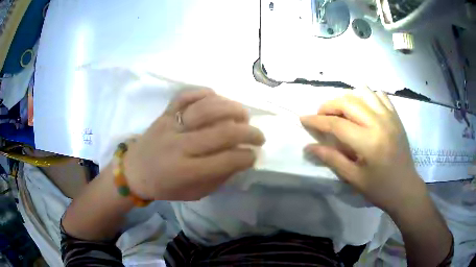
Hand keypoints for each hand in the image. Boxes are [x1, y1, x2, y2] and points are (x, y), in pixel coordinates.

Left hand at [123, 89, 264, 200]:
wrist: (134, 171)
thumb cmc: (165, 186)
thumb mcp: (194, 193)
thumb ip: (218, 178)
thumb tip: (240, 160)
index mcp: (186, 171)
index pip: (226, 160)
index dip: (246, 157)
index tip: (254, 155)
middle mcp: (179, 145)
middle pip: (222, 132)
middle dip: (249, 133)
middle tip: (258, 136)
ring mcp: (170, 125)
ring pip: (206, 109)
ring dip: (232, 109)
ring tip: (243, 115)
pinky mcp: (164, 113)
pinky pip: (185, 95)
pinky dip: (204, 93)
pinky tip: (216, 98)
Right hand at [300, 87, 425, 212]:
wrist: (405, 188)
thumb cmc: (379, 188)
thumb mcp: (354, 178)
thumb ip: (331, 159)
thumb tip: (309, 147)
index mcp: (368, 142)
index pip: (336, 124)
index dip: (316, 120)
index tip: (303, 118)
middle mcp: (379, 123)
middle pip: (348, 102)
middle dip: (329, 105)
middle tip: (321, 115)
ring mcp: (389, 116)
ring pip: (363, 93)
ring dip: (347, 98)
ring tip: (340, 110)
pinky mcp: (396, 116)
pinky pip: (380, 95)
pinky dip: (367, 95)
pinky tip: (362, 106)